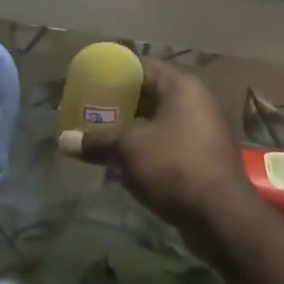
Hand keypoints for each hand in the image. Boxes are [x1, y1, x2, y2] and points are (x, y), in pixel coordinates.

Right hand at [56, 58, 254, 231]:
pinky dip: (146, 152)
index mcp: (182, 86)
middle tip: (90, 114)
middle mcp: (196, 102)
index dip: (115, 74)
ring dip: (131, 133)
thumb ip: (96, 140)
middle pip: (150, 95)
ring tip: (100, 141)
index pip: (143, 67)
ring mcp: (203, 132)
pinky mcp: (203, 159)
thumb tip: (63, 141)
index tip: (90, 84)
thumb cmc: (174, 166)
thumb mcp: (128, 149)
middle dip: (119, 106)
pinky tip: (122, 167)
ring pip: (158, 124)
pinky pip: (167, 146)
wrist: (220, 217)